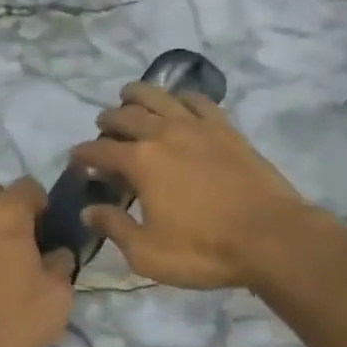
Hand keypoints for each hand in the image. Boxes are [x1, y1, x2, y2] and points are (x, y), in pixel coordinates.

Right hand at [70, 83, 317, 289]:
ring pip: (159, 96)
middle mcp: (164, 133)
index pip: (100, 150)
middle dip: (108, 120)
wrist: (271, 237)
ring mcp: (197, 126)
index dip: (83, 154)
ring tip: (128, 96)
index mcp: (140, 161)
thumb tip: (88, 210)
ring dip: (138, 94)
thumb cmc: (203, 249)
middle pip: (126, 115)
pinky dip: (181, 97)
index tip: (76, 159)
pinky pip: (198, 101)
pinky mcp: (226, 129)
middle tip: (101, 127)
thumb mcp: (147, 252)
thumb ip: (114, 227)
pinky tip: (179, 102)